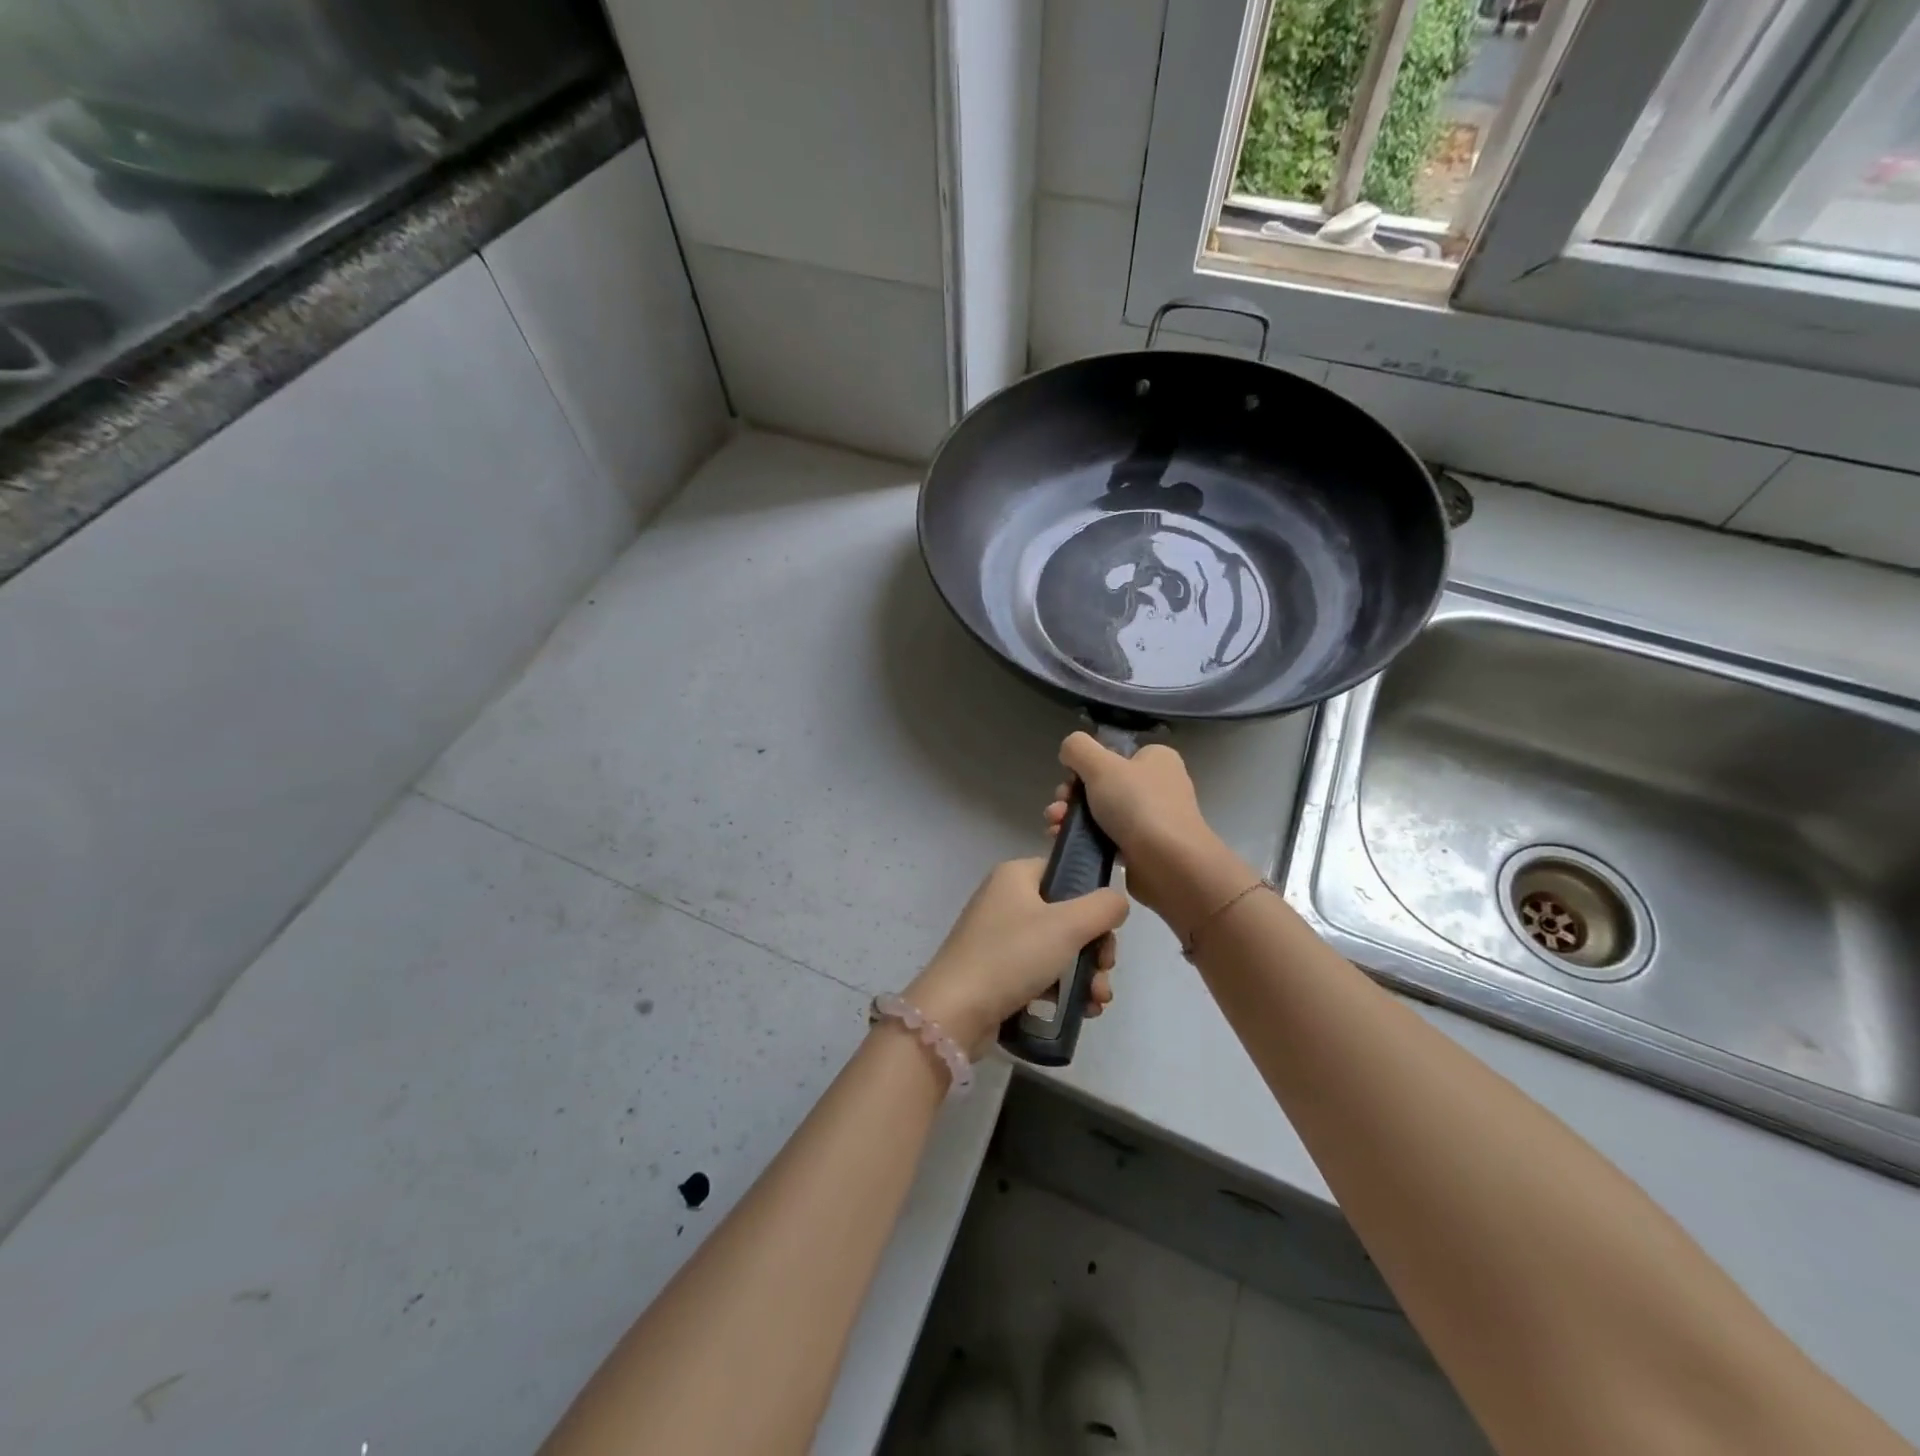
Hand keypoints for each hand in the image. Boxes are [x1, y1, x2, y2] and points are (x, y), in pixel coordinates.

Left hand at [903, 857, 1127, 1053]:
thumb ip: (1103, 907)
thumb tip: (1117, 901)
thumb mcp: (1068, 925)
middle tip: (1105, 971)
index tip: (1108, 930)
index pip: (1066, 872)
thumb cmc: (1012, 955)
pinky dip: (1063, 989)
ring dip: (1085, 974)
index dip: (1093, 899)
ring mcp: (999, 937)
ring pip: (1058, 948)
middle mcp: (1005, 899)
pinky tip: (1082, 1010)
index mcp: (1016, 875)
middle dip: (1095, 948)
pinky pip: (1040, 972)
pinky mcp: (997, 971)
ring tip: (1097, 1002)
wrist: (956, 1011)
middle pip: (1067, 915)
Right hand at [1046, 733, 1252, 934]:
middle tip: (1059, 808)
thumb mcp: (1101, 765)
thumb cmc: (1137, 805)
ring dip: (1071, 817)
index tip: (1069, 780)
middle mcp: (1156, 785)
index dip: (1085, 766)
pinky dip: (1084, 839)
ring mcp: (1150, 819)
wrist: (1169, 864)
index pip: (1113, 754)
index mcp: (1155, 759)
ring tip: (1055, 827)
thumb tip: (1069, 751)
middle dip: (1071, 796)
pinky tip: (1064, 842)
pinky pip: (1105, 838)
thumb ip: (1078, 749)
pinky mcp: (1141, 848)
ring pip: (1099, 812)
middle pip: (1101, 784)